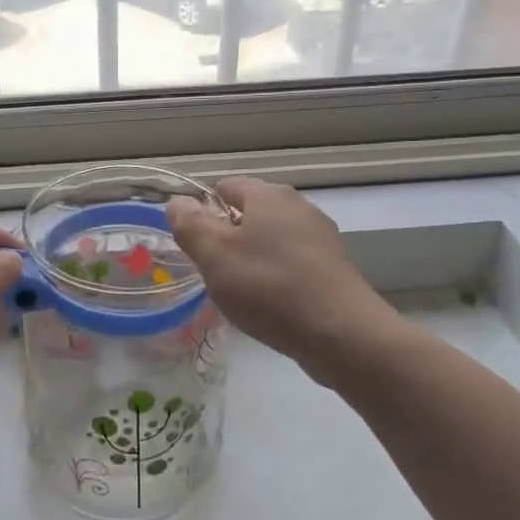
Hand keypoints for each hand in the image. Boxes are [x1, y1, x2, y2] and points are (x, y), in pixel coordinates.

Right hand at [167, 178, 384, 372]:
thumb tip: (178, 202)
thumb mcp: (215, 255)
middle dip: (226, 238)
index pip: (225, 186)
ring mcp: (320, 238)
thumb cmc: (269, 287)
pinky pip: (291, 263)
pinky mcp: (332, 268)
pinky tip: (269, 305)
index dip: (203, 210)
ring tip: (239, 293)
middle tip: (212, 271)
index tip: (193, 244)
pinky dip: (275, 278)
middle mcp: (298, 207)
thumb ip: (190, 224)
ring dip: (250, 260)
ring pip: (270, 240)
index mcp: (269, 195)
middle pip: (249, 213)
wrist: (341, 333)